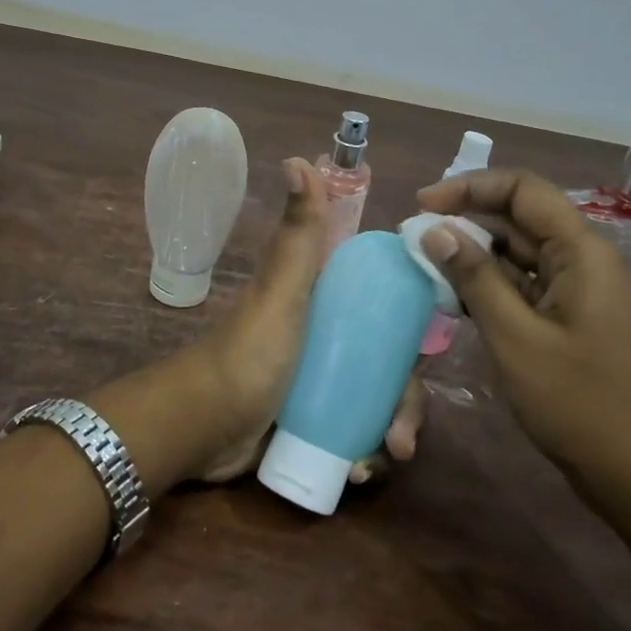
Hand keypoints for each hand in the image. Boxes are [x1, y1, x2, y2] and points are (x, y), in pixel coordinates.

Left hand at [190, 158, 425, 482]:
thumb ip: (297, 235)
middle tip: (404, 434)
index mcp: (327, 299)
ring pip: (377, 400)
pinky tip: (359, 472)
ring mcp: (321, 379)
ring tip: (383, 460)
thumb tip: (299, 158)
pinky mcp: (312, 418)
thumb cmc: (250, 353)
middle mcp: (329, 335)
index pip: (386, 303)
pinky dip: (365, 452)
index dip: (412, 323)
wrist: (202, 426)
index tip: (427, 352)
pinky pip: (356, 432)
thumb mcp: (282, 291)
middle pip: (390, 361)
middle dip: (405, 400)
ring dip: (391, 432)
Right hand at [414, 167, 630, 509]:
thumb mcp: (515, 338)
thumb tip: (435, 230)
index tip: (422, 206)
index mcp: (583, 252)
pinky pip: (527, 283)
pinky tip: (456, 296)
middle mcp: (586, 260)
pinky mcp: (574, 317)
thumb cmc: (578, 404)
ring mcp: (582, 290)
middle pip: (521, 217)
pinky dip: (491, 283)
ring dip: (475, 252)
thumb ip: (474, 278)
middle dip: (467, 218)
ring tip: (427, 263)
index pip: (523, 190)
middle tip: (416, 237)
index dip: (470, 187)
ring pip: (521, 251)